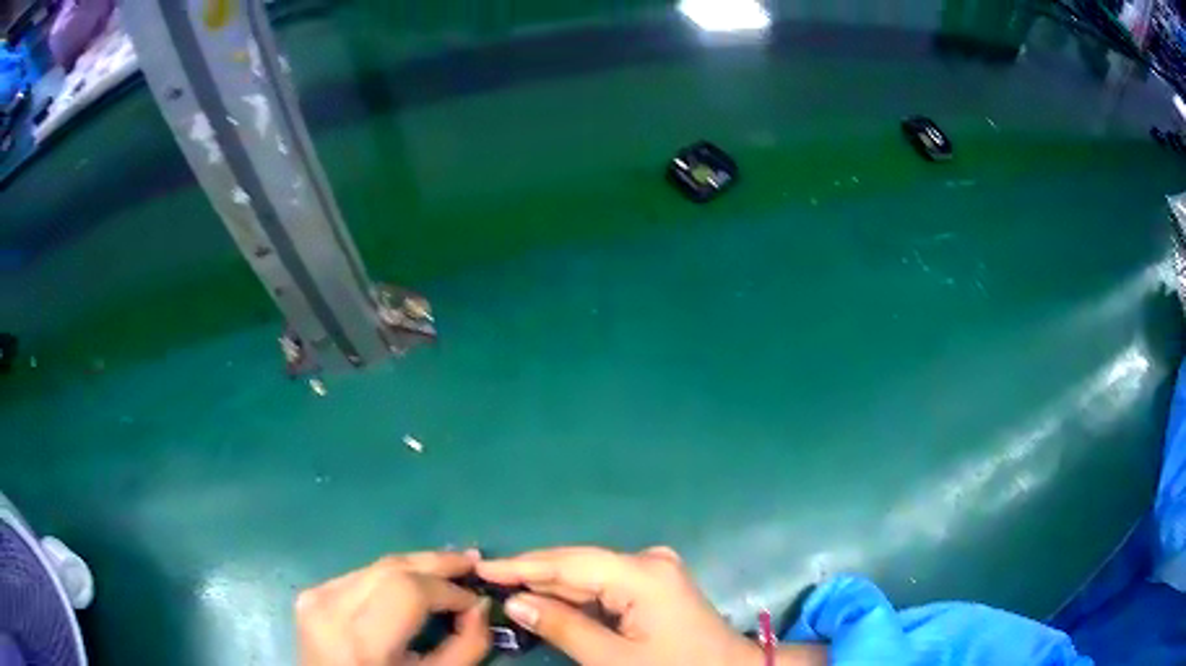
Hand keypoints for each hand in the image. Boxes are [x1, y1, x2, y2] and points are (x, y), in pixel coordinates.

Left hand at [296, 550, 489, 665]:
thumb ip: (467, 646)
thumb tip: (480, 605)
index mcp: (363, 642)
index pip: (409, 591)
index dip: (449, 590)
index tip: (477, 599)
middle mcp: (331, 609)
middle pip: (391, 568)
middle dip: (436, 563)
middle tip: (472, 561)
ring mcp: (315, 597)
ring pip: (376, 567)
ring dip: (416, 567)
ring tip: (448, 568)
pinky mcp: (310, 594)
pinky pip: (360, 576)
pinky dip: (390, 578)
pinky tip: (410, 584)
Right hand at [477, 546, 824, 665]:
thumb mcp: (613, 659)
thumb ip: (563, 627)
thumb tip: (516, 601)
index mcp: (641, 573)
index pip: (569, 562)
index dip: (522, 565)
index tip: (482, 567)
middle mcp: (647, 560)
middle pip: (578, 565)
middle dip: (533, 575)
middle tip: (486, 580)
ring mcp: (654, 570)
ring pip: (589, 575)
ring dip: (552, 586)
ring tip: (506, 588)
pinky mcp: (656, 583)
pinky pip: (605, 585)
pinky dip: (576, 596)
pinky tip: (548, 601)